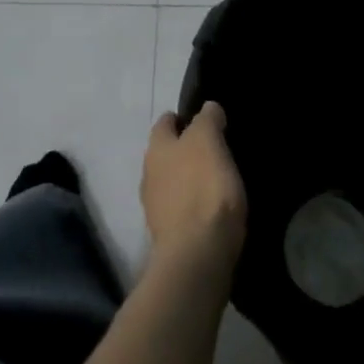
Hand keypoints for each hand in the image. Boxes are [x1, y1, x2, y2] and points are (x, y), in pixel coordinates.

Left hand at [142, 102, 246, 273]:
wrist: (196, 256)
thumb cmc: (203, 189)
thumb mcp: (209, 142)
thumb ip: (207, 121)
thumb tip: (208, 108)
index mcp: (156, 147)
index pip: (165, 122)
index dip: (183, 118)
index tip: (206, 122)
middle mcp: (148, 172)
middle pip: (165, 153)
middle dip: (185, 149)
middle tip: (214, 151)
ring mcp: (155, 206)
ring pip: (171, 181)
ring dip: (188, 179)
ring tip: (216, 181)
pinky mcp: (167, 233)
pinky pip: (180, 208)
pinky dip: (192, 205)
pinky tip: (211, 210)